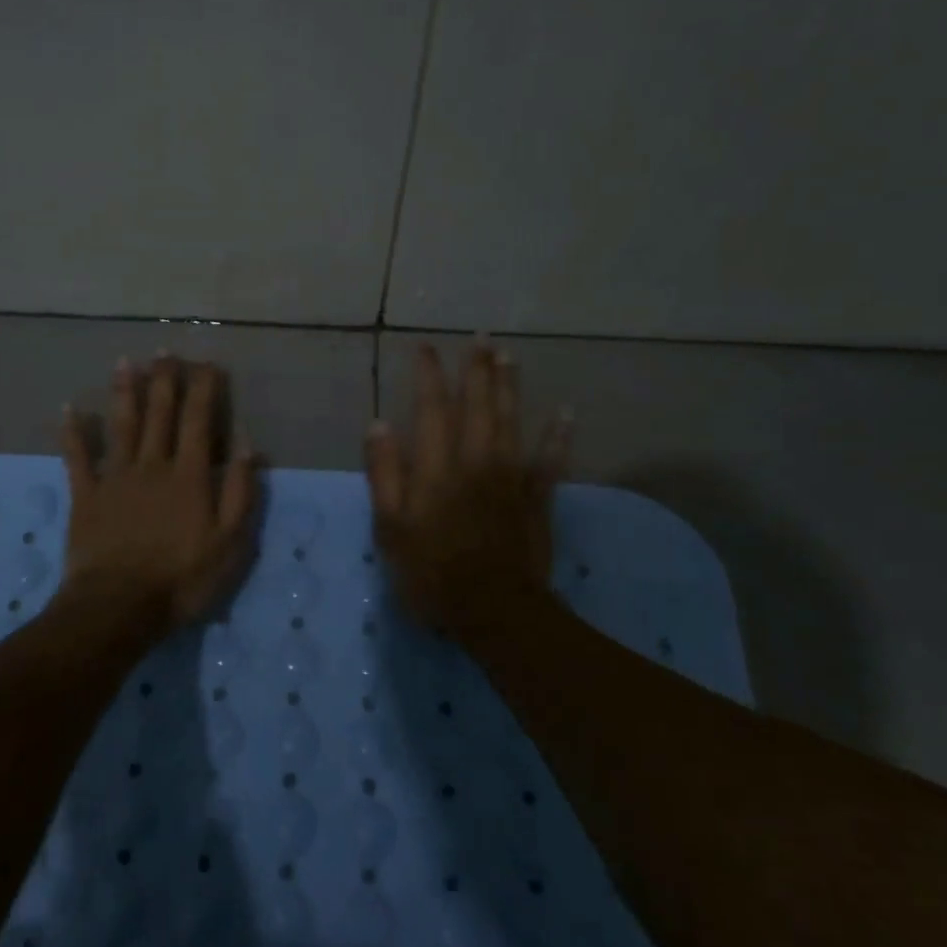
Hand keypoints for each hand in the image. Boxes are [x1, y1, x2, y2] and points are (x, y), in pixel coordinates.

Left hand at [58, 355, 260, 629]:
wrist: (118, 607)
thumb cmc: (182, 579)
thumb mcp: (231, 543)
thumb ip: (241, 491)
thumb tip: (247, 444)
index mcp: (190, 475)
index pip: (200, 421)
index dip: (204, 389)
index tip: (207, 363)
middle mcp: (153, 465)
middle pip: (160, 413)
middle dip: (165, 379)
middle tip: (166, 350)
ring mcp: (115, 478)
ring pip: (121, 425)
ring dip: (124, 391)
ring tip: (126, 361)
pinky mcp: (86, 496)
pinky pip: (78, 457)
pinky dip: (74, 432)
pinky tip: (70, 408)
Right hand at [364, 343, 571, 637]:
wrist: (494, 610)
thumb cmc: (431, 571)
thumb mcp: (390, 527)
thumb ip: (384, 473)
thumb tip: (379, 424)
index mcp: (437, 466)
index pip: (432, 407)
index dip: (429, 374)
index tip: (426, 347)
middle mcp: (476, 459)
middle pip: (478, 404)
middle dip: (478, 368)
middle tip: (480, 336)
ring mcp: (511, 476)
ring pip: (512, 420)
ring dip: (510, 385)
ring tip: (509, 355)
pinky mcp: (537, 498)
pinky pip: (551, 460)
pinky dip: (559, 435)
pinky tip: (567, 412)